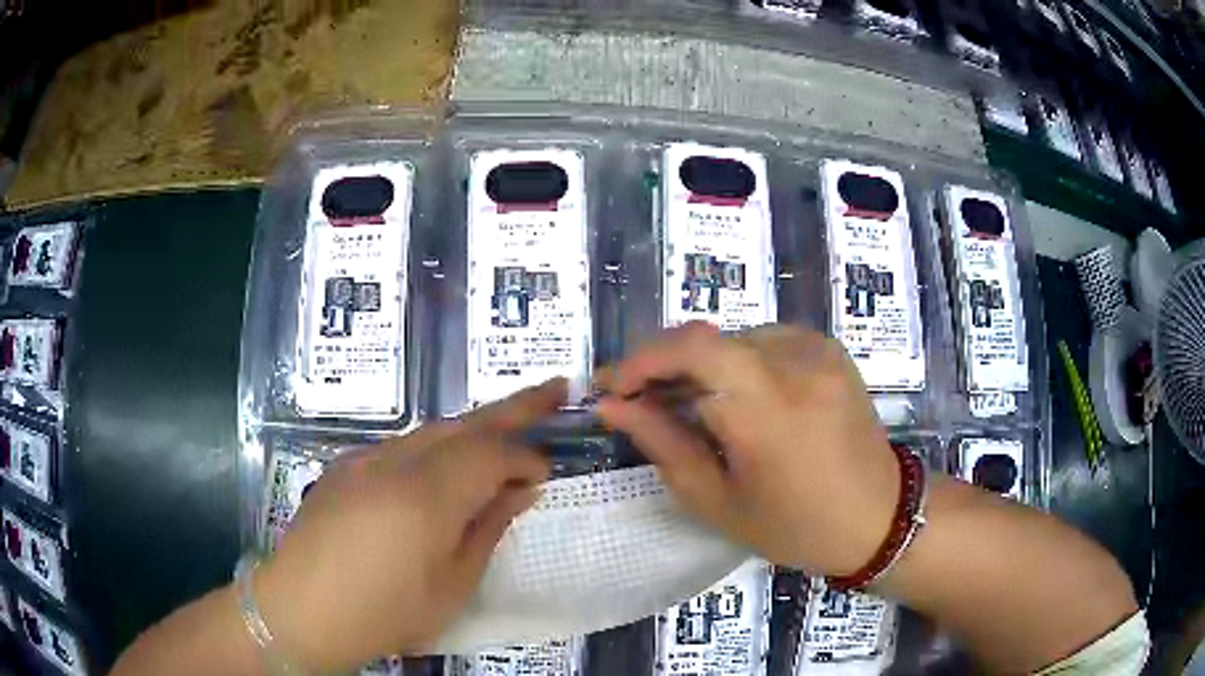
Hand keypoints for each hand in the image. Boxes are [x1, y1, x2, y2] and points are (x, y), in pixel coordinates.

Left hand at [252, 380, 563, 671]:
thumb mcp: (451, 585)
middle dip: (514, 406)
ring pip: (432, 430)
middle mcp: (395, 461)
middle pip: (464, 422)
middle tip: (556, 390)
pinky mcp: (344, 466)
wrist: (300, 610)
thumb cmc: (383, 611)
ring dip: (473, 429)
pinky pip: (403, 446)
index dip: (525, 458)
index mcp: (427, 495)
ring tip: (504, 434)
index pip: (491, 454)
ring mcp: (364, 459)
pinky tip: (442, 471)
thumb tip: (518, 490)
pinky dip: (436, 449)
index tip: (546, 473)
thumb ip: (487, 529)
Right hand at [596, 322, 897, 575]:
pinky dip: (737, 363)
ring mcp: (817, 350)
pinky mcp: (829, 349)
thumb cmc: (796, 525)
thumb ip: (662, 445)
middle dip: (664, 366)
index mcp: (767, 409)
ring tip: (690, 407)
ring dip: (701, 366)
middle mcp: (795, 363)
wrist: (879, 515)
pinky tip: (739, 399)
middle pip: (707, 339)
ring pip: (733, 339)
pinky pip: (764, 341)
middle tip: (641, 402)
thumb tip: (612, 406)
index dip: (643, 358)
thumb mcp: (717, 501)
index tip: (614, 387)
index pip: (691, 347)